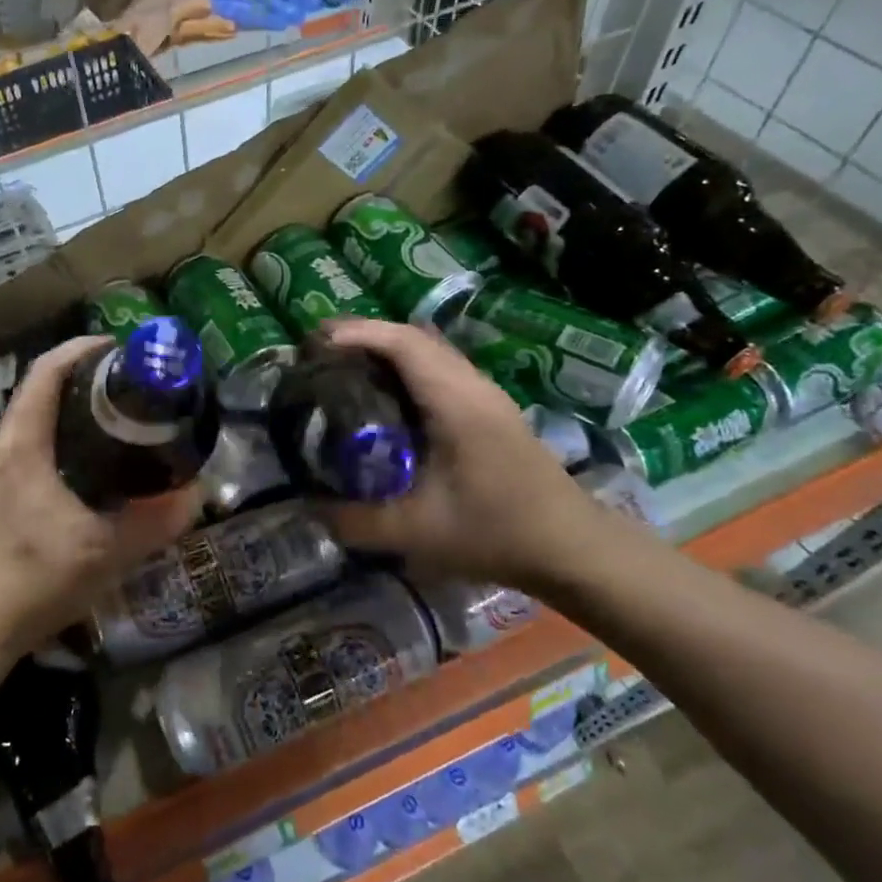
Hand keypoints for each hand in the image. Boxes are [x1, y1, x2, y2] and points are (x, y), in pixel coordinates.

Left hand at [0, 336, 201, 655]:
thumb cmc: (35, 579)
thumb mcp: (106, 551)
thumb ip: (154, 522)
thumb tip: (196, 493)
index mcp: (24, 445)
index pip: (46, 372)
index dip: (82, 349)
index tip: (121, 348)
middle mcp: (5, 447)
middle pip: (39, 387)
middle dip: (83, 374)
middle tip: (130, 382)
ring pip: (34, 415)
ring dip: (70, 402)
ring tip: (117, 413)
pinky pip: (31, 441)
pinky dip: (61, 430)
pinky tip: (91, 459)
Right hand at [315, 319, 625, 590]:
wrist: (573, 547)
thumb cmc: (496, 531)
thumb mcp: (415, 532)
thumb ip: (355, 521)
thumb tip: (307, 506)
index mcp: (455, 401)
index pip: (403, 343)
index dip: (357, 333)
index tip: (315, 344)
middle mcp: (472, 386)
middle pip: (414, 338)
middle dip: (364, 337)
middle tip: (319, 355)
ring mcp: (486, 396)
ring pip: (429, 352)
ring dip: (386, 351)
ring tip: (343, 369)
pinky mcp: (491, 411)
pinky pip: (440, 371)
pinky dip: (405, 369)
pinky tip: (385, 400)